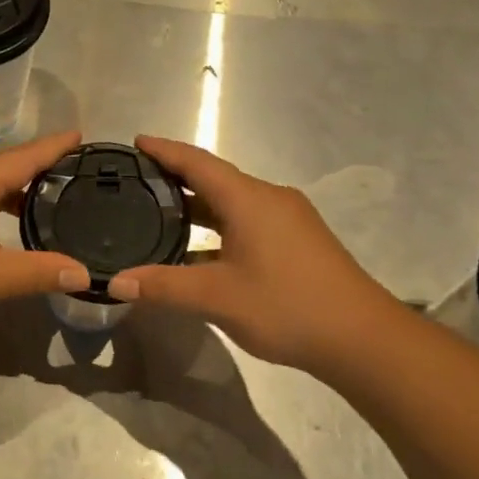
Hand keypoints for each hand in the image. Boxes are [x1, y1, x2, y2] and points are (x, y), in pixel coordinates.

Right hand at [107, 135, 398, 372]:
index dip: (165, 151)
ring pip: (233, 203)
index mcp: (250, 200)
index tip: (136, 141)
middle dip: (177, 177)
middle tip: (137, 181)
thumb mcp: (217, 298)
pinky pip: (247, 221)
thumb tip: (116, 282)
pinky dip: (218, 226)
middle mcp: (269, 199)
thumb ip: (164, 286)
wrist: (361, 337)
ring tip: (159, 212)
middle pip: (216, 179)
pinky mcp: (297, 242)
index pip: (199, 163)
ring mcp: (288, 221)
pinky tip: (199, 249)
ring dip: (198, 205)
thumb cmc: (286, 307)